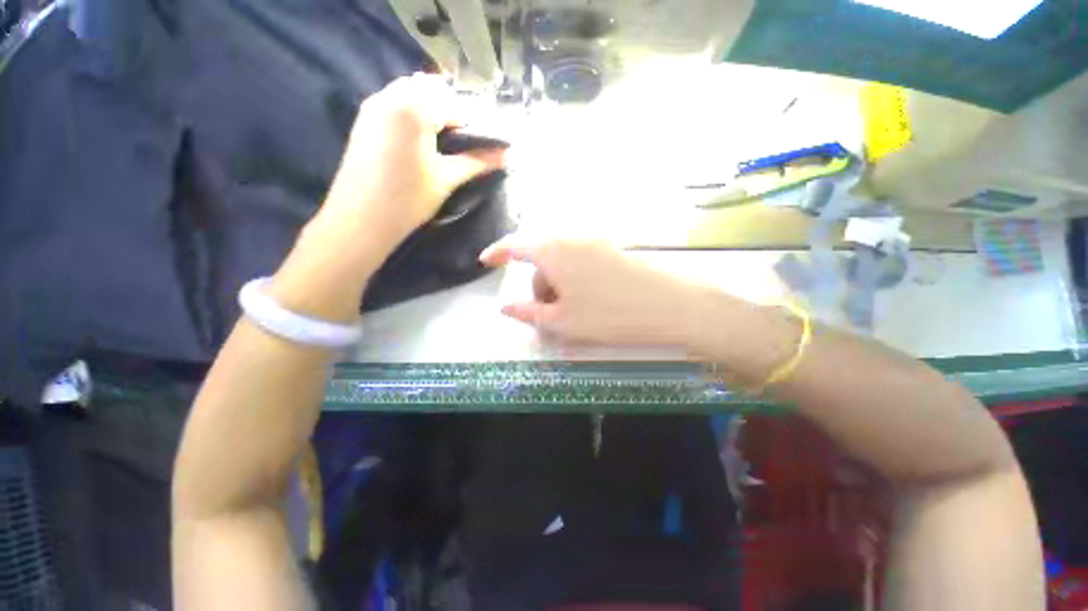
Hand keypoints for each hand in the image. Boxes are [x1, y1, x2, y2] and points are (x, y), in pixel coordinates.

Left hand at [314, 73, 506, 256]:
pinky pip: (394, 102)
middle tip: (460, 143)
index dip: (472, 123)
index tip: (480, 145)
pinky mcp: (364, 119)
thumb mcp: (447, 179)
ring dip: (430, 110)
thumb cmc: (408, 200)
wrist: (361, 219)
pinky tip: (418, 142)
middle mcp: (390, 96)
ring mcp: (373, 105)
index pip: (454, 104)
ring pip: (411, 92)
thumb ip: (478, 162)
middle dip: (451, 111)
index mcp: (413, 108)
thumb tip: (507, 156)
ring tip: (440, 143)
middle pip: (431, 90)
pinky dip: (412, 114)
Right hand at [479, 238, 703, 345]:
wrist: (670, 306)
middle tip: (548, 315)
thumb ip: (529, 313)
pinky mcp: (612, 250)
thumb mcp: (562, 322)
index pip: (516, 245)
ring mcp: (595, 242)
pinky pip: (581, 262)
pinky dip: (574, 279)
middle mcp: (573, 239)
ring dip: (557, 284)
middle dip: (538, 285)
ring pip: (562, 261)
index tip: (485, 262)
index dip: (498, 252)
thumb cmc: (609, 316)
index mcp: (554, 251)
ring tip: (571, 313)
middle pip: (542, 257)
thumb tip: (505, 308)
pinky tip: (588, 301)